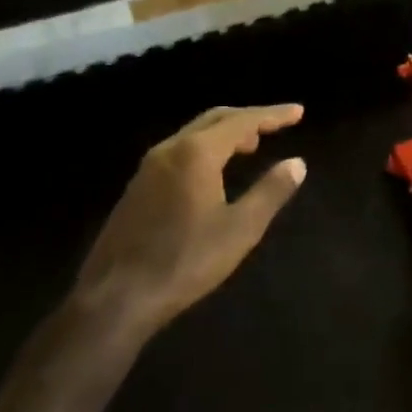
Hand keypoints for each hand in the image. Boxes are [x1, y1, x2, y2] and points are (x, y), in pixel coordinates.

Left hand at [61, 105, 306, 367]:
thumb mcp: (240, 229)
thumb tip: (297, 163)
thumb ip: (270, 191)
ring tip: (250, 147)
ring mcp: (148, 168)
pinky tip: (213, 173)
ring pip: (194, 134)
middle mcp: (170, 149)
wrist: (114, 299)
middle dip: (248, 119)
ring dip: (225, 134)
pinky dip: (205, 149)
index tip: (298, 112)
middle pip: (215, 119)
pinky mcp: (137, 188)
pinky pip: (179, 151)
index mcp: (197, 152)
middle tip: (276, 125)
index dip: (273, 115)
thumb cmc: (184, 261)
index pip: (243, 121)